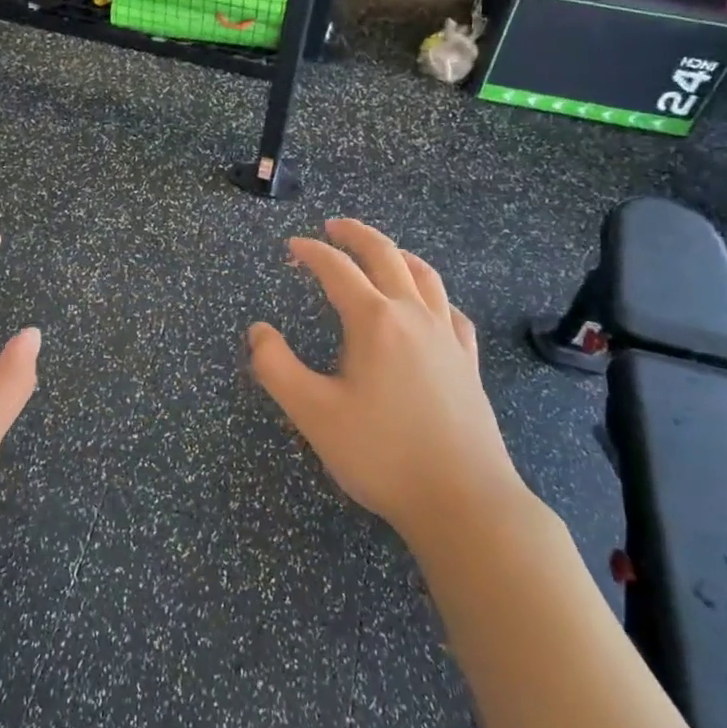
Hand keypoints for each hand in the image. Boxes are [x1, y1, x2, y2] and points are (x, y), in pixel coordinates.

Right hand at [248, 219, 525, 542]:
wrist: (463, 501)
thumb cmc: (381, 454)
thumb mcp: (312, 413)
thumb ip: (276, 367)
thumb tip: (258, 331)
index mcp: (374, 321)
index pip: (337, 270)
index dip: (312, 252)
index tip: (292, 247)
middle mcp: (413, 316)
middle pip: (386, 256)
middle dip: (356, 235)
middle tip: (334, 227)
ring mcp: (447, 337)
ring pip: (425, 276)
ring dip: (398, 254)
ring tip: (382, 251)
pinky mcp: (468, 362)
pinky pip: (451, 311)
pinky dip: (433, 294)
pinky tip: (429, 306)